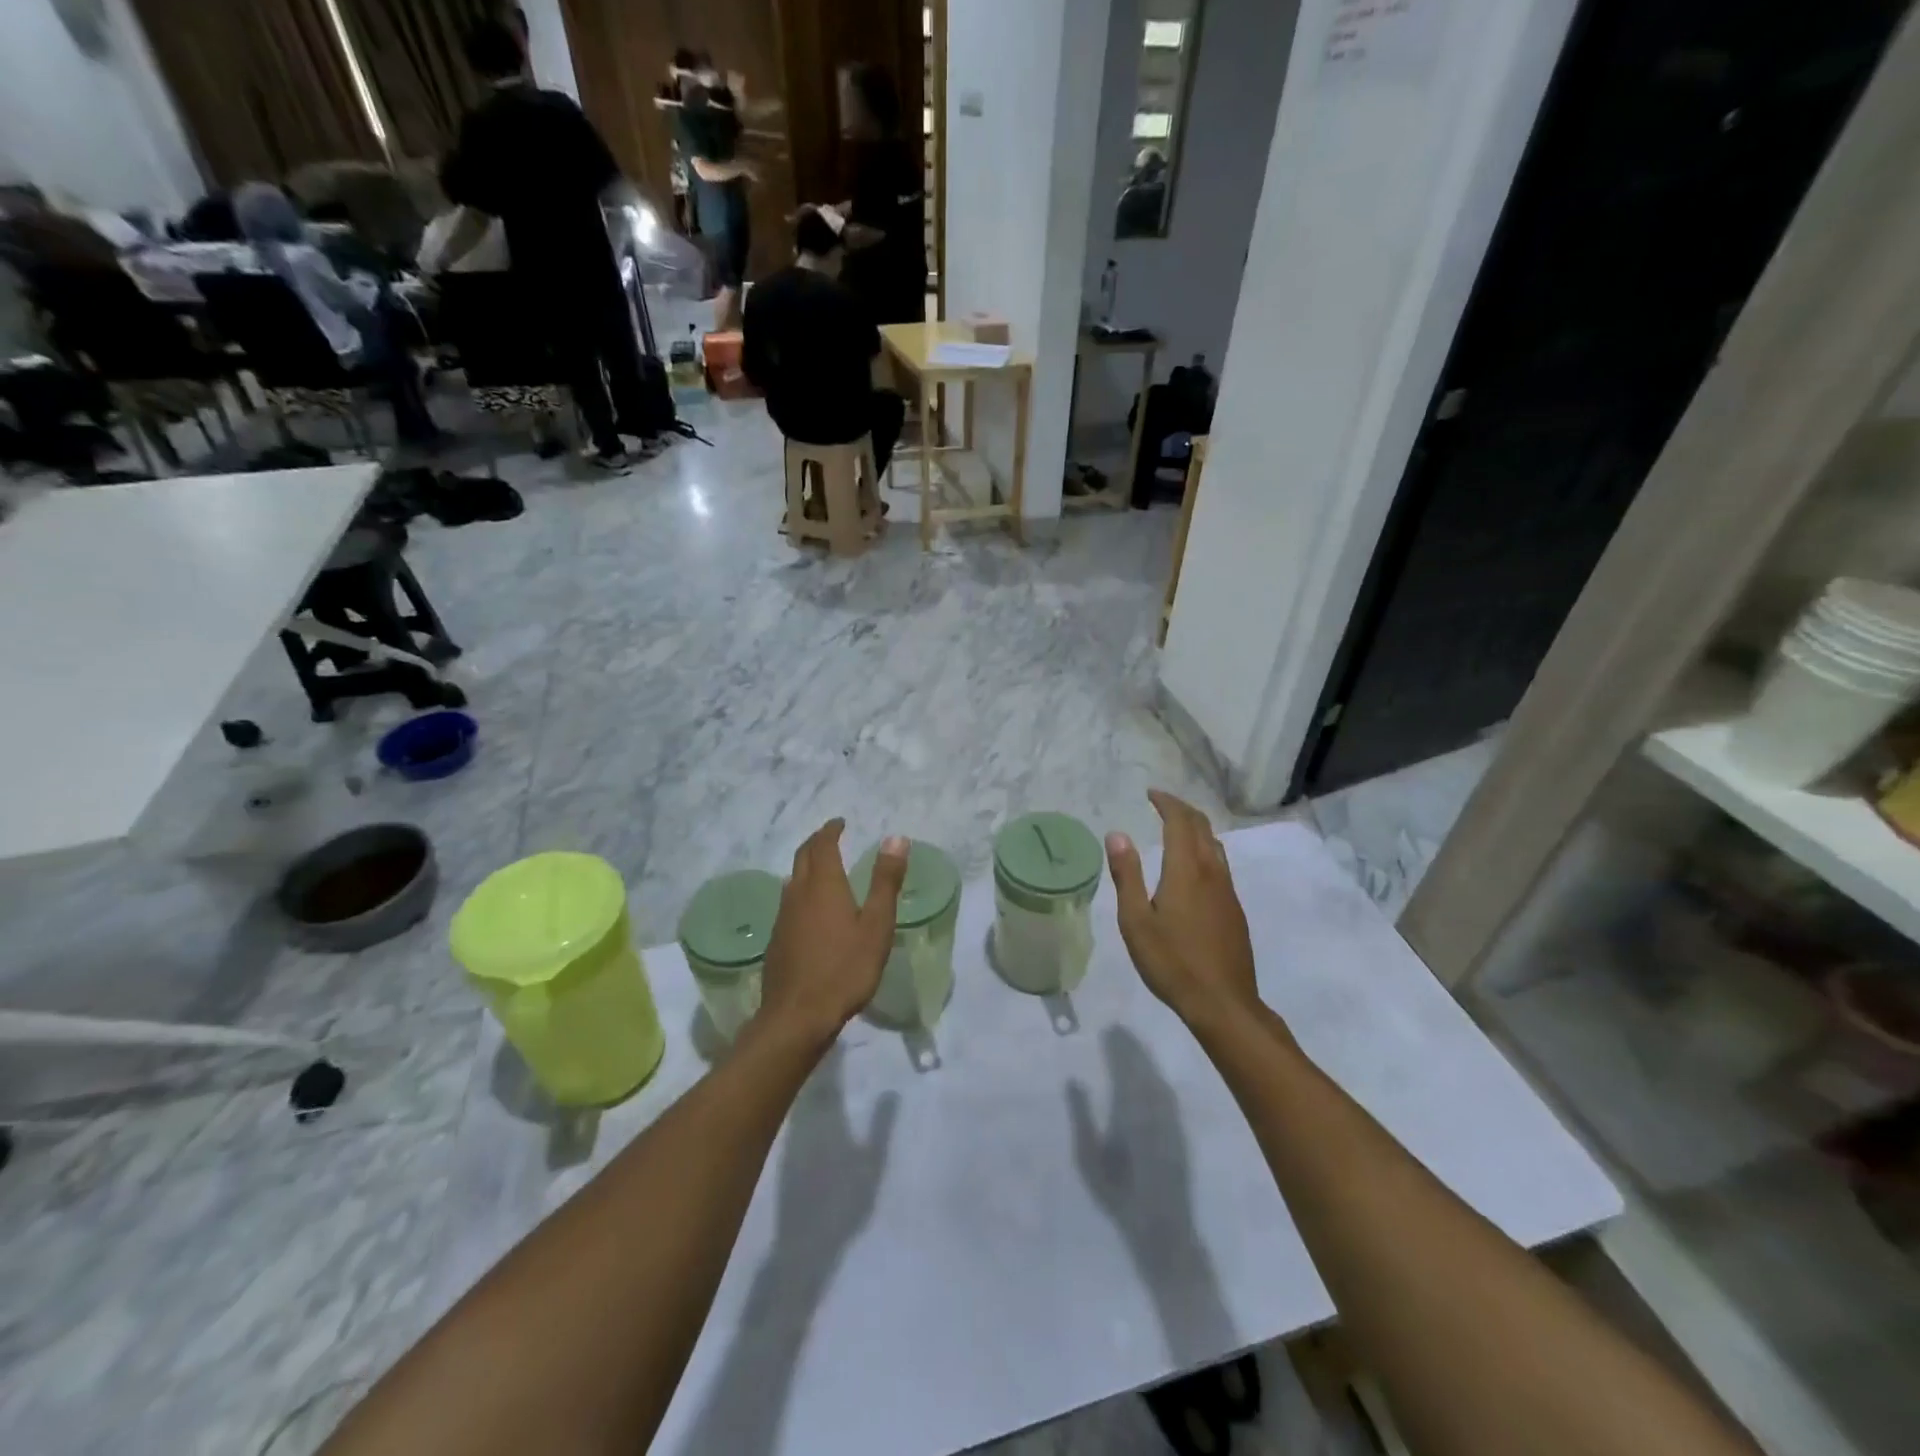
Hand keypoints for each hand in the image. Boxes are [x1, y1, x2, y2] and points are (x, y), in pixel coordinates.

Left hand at [757, 821, 907, 1046]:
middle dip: (816, 842)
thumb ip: (886, 881)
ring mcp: (783, 918)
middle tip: (829, 836)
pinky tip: (808, 909)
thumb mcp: (876, 925)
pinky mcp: (776, 940)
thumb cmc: (845, 969)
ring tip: (821, 868)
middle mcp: (798, 894)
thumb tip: (896, 838)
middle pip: (803, 858)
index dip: (830, 830)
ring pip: (792, 880)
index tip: (840, 822)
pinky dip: (800, 892)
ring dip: (806, 866)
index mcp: (824, 885)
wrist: (798, 1016)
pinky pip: (788, 903)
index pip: (823, 845)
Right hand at [1106, 791, 1258, 1026]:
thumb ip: (1127, 875)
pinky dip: (1204, 849)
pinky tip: (1193, 867)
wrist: (1223, 1003)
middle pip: (1202, 827)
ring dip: (1196, 828)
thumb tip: (1117, 835)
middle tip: (1161, 804)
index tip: (1151, 794)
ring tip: (1176, 828)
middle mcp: (1212, 872)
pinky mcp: (1235, 909)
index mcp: (1186, 870)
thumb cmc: (1172, 962)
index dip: (1167, 803)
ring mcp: (1228, 891)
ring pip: (1215, 845)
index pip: (1180, 822)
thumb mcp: (1136, 921)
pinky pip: (1220, 864)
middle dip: (1182, 809)